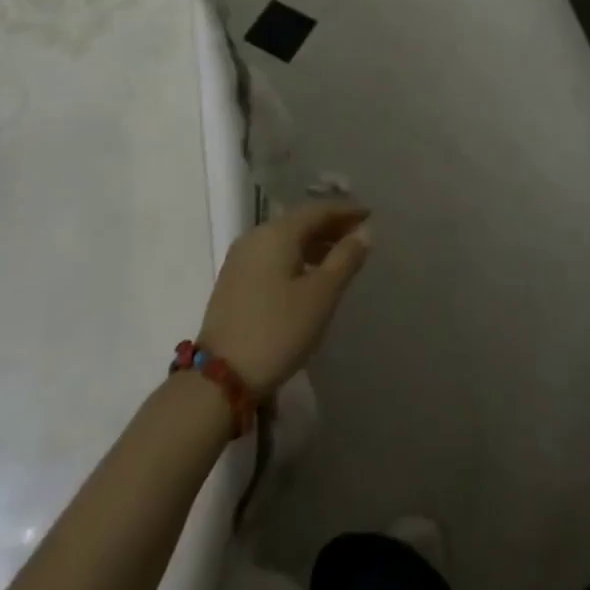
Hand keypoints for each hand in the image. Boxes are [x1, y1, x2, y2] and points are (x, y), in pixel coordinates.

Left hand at [198, 202, 371, 395]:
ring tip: (339, 258)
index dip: (346, 211)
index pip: (318, 210)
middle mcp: (256, 236)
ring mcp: (240, 259)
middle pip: (299, 222)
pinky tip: (308, 276)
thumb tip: (364, 232)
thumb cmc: (279, 330)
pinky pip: (272, 256)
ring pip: (285, 240)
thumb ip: (345, 259)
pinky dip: (295, 257)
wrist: (220, 379)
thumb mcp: (321, 295)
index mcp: (277, 233)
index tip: (369, 214)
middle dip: (330, 226)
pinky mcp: (233, 281)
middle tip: (358, 235)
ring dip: (313, 244)